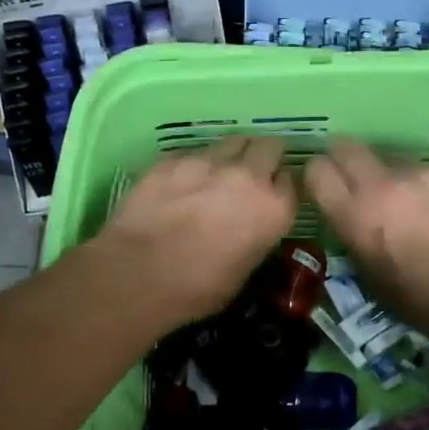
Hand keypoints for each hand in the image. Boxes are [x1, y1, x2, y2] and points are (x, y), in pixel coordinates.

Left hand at [98, 136, 297, 326]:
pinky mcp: (173, 158)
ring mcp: (208, 161)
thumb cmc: (196, 289)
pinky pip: (194, 151)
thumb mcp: (243, 272)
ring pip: (233, 140)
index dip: (279, 187)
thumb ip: (256, 238)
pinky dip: (195, 163)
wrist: (136, 275)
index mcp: (273, 209)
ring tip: (217, 173)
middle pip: (269, 146)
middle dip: (264, 157)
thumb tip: (250, 228)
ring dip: (232, 155)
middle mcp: (248, 176)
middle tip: (250, 175)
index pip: (291, 180)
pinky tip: (181, 183)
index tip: (270, 195)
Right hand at [305, 138, 428, 349]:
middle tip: (358, 184)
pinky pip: (426, 172)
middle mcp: (383, 185)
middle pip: (346, 146)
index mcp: (357, 218)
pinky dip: (428, 188)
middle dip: (345, 161)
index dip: (318, 178)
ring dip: (391, 178)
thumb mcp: (374, 281)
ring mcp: (421, 173)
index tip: (325, 189)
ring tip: (414, 209)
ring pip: (391, 160)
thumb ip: (355, 240)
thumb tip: (351, 219)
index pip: (316, 171)